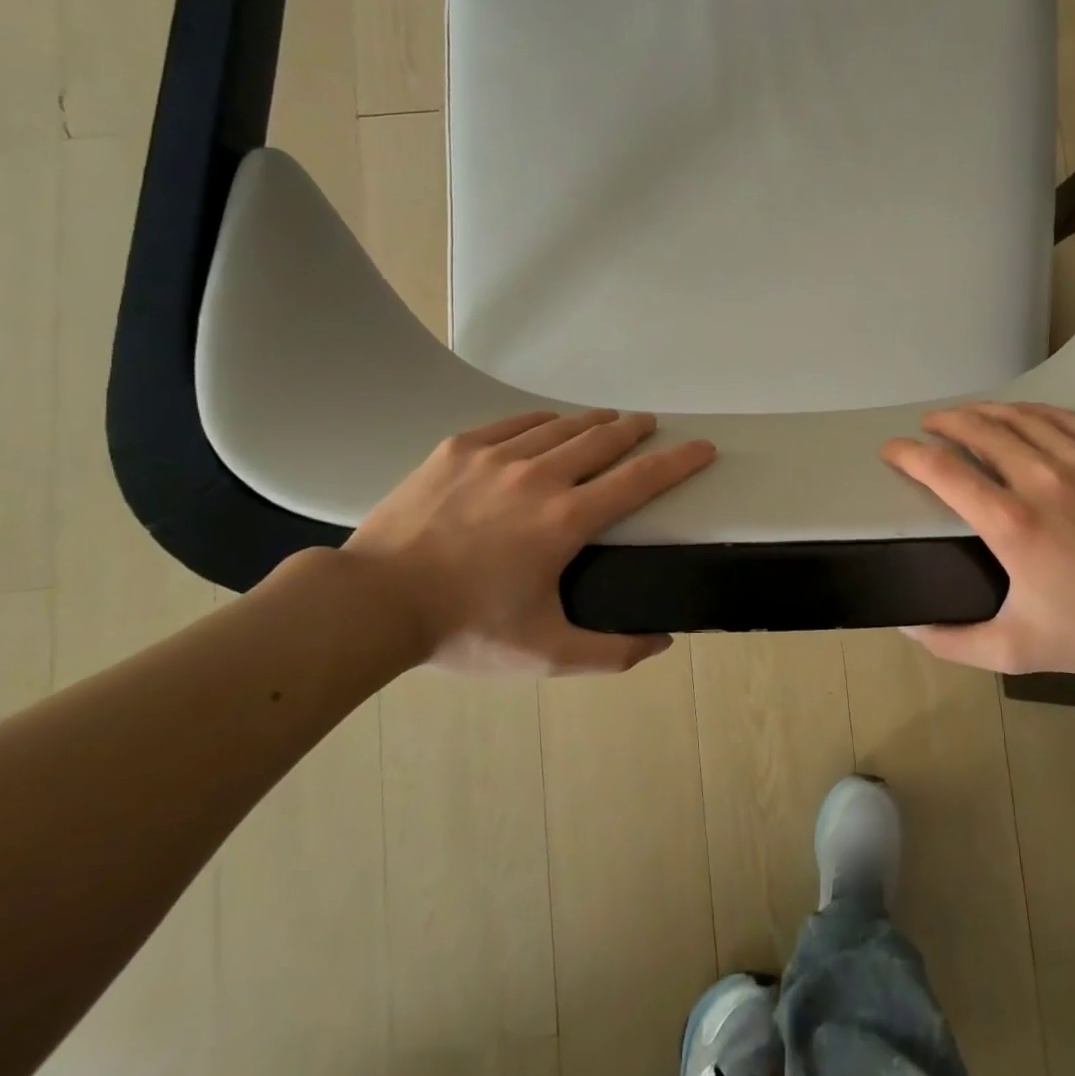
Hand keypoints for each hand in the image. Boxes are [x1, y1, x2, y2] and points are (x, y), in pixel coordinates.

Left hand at [343, 410, 715, 675]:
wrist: (372, 602)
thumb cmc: (464, 628)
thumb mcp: (545, 654)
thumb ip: (611, 652)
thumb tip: (663, 641)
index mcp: (567, 520)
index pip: (641, 479)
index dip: (679, 460)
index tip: (703, 447)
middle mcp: (540, 476)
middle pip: (604, 438)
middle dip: (636, 428)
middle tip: (650, 424)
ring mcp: (497, 456)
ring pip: (561, 425)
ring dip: (593, 421)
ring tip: (608, 421)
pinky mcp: (460, 449)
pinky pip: (515, 423)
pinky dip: (542, 421)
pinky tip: (547, 425)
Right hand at [880, 402, 1074, 675]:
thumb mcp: (1015, 649)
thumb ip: (954, 642)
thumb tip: (907, 627)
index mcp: (1011, 524)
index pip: (944, 472)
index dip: (909, 454)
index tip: (892, 450)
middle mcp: (1041, 480)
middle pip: (980, 430)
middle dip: (946, 421)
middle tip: (930, 425)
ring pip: (1021, 418)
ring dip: (986, 411)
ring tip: (969, 414)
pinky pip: (1065, 419)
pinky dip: (1034, 411)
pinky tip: (1023, 414)